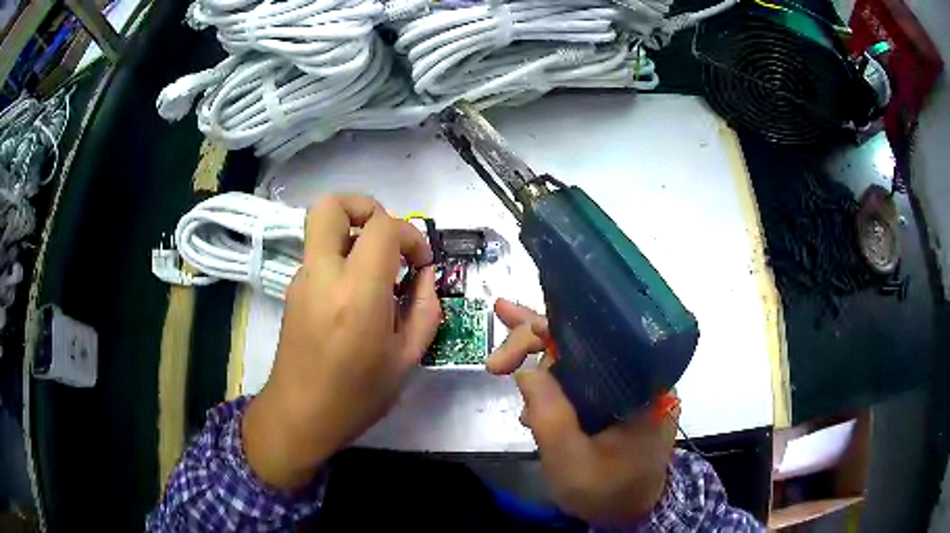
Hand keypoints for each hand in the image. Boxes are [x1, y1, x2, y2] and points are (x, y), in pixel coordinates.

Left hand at [243, 195, 440, 489]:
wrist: (300, 415)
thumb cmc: (358, 395)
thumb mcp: (407, 358)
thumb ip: (426, 308)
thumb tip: (426, 275)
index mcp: (357, 293)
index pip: (382, 227)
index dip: (409, 234)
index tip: (421, 263)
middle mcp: (323, 275)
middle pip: (331, 205)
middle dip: (365, 206)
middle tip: (387, 237)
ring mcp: (302, 279)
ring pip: (323, 228)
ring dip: (354, 234)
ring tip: (376, 271)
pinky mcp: (293, 289)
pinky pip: (319, 254)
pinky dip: (342, 257)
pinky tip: (357, 294)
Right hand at [488, 299, 677, 524]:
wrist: (630, 509)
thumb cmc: (607, 490)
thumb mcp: (572, 463)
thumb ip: (550, 418)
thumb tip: (526, 370)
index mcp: (639, 384)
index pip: (593, 337)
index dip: (546, 331)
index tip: (505, 350)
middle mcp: (637, 373)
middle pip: (581, 339)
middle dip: (531, 344)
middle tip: (494, 364)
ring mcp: (626, 383)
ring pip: (576, 354)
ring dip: (538, 365)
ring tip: (508, 378)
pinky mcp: (614, 394)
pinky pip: (579, 374)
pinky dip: (549, 378)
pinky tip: (531, 392)